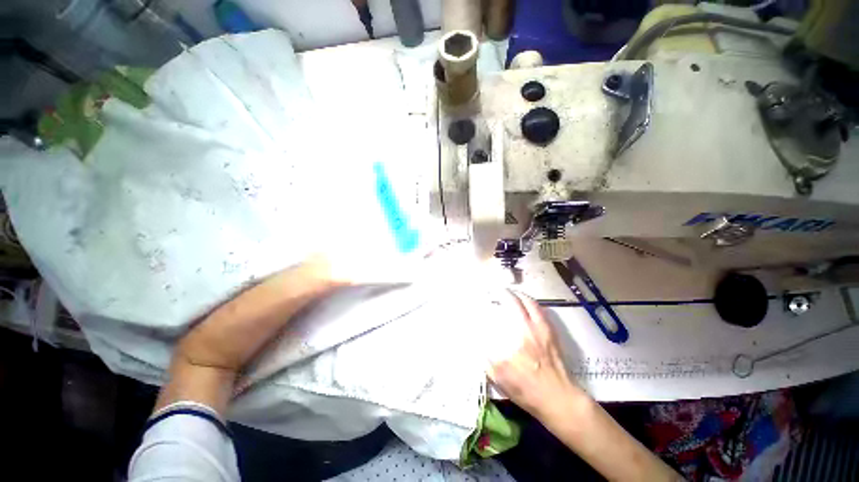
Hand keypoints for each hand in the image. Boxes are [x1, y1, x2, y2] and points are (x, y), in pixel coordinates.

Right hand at [487, 291, 583, 417]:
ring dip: (520, 295)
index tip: (484, 299)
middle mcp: (528, 329)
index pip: (500, 313)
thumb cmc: (527, 390)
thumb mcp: (500, 379)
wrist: (559, 398)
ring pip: (531, 304)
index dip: (492, 303)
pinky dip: (533, 304)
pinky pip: (541, 312)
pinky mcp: (552, 334)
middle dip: (506, 293)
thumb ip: (486, 359)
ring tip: (513, 293)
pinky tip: (529, 305)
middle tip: (499, 291)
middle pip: (516, 302)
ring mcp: (542, 330)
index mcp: (513, 339)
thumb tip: (477, 344)